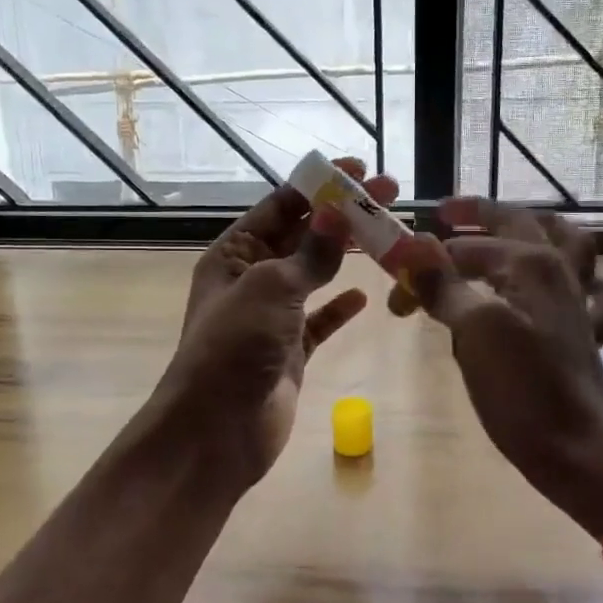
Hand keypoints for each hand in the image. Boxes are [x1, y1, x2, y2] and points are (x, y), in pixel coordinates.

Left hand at [153, 159, 397, 492]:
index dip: (319, 186)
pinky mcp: (290, 351)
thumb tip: (339, 212)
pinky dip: (340, 307)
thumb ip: (311, 253)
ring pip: (315, 275)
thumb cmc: (233, 349)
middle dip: (341, 215)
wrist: (214, 433)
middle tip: (388, 195)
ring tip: (387, 234)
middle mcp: (252, 278)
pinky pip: (320, 320)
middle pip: (303, 236)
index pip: (280, 206)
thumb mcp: (271, 289)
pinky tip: (364, 295)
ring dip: (347, 255)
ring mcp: (272, 316)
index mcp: (234, 254)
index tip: (359, 169)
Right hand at [401, 198, 602, 537]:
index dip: (423, 266)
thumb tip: (410, 250)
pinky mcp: (585, 333)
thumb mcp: (475, 330)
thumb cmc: (524, 388)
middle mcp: (558, 271)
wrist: (580, 450)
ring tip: (511, 230)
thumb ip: (444, 285)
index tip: (394, 295)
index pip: (463, 249)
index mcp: (531, 263)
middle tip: (446, 215)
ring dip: (537, 230)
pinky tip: (565, 287)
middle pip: (518, 224)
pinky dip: (581, 281)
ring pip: (565, 245)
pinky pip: (592, 292)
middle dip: (478, 216)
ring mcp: (577, 301)